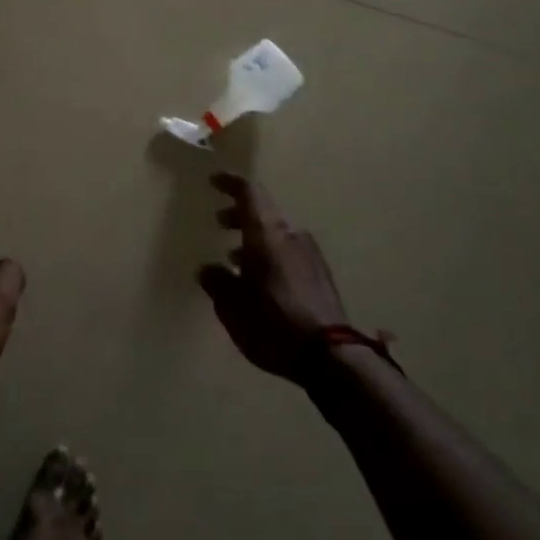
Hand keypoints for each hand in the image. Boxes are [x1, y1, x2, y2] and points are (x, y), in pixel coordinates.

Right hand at [199, 173, 352, 381]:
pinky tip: (261, 284)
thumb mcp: (232, 305)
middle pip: (263, 212)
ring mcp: (310, 254)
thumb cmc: (273, 321)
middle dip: (239, 215)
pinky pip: (290, 254)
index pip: (249, 192)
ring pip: (277, 235)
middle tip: (220, 224)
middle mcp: (290, 234)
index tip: (213, 182)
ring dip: (254, 241)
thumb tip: (207, 269)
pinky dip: (271, 257)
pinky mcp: (321, 277)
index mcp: (266, 232)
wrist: (331, 357)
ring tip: (234, 261)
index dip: (230, 183)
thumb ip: (217, 282)